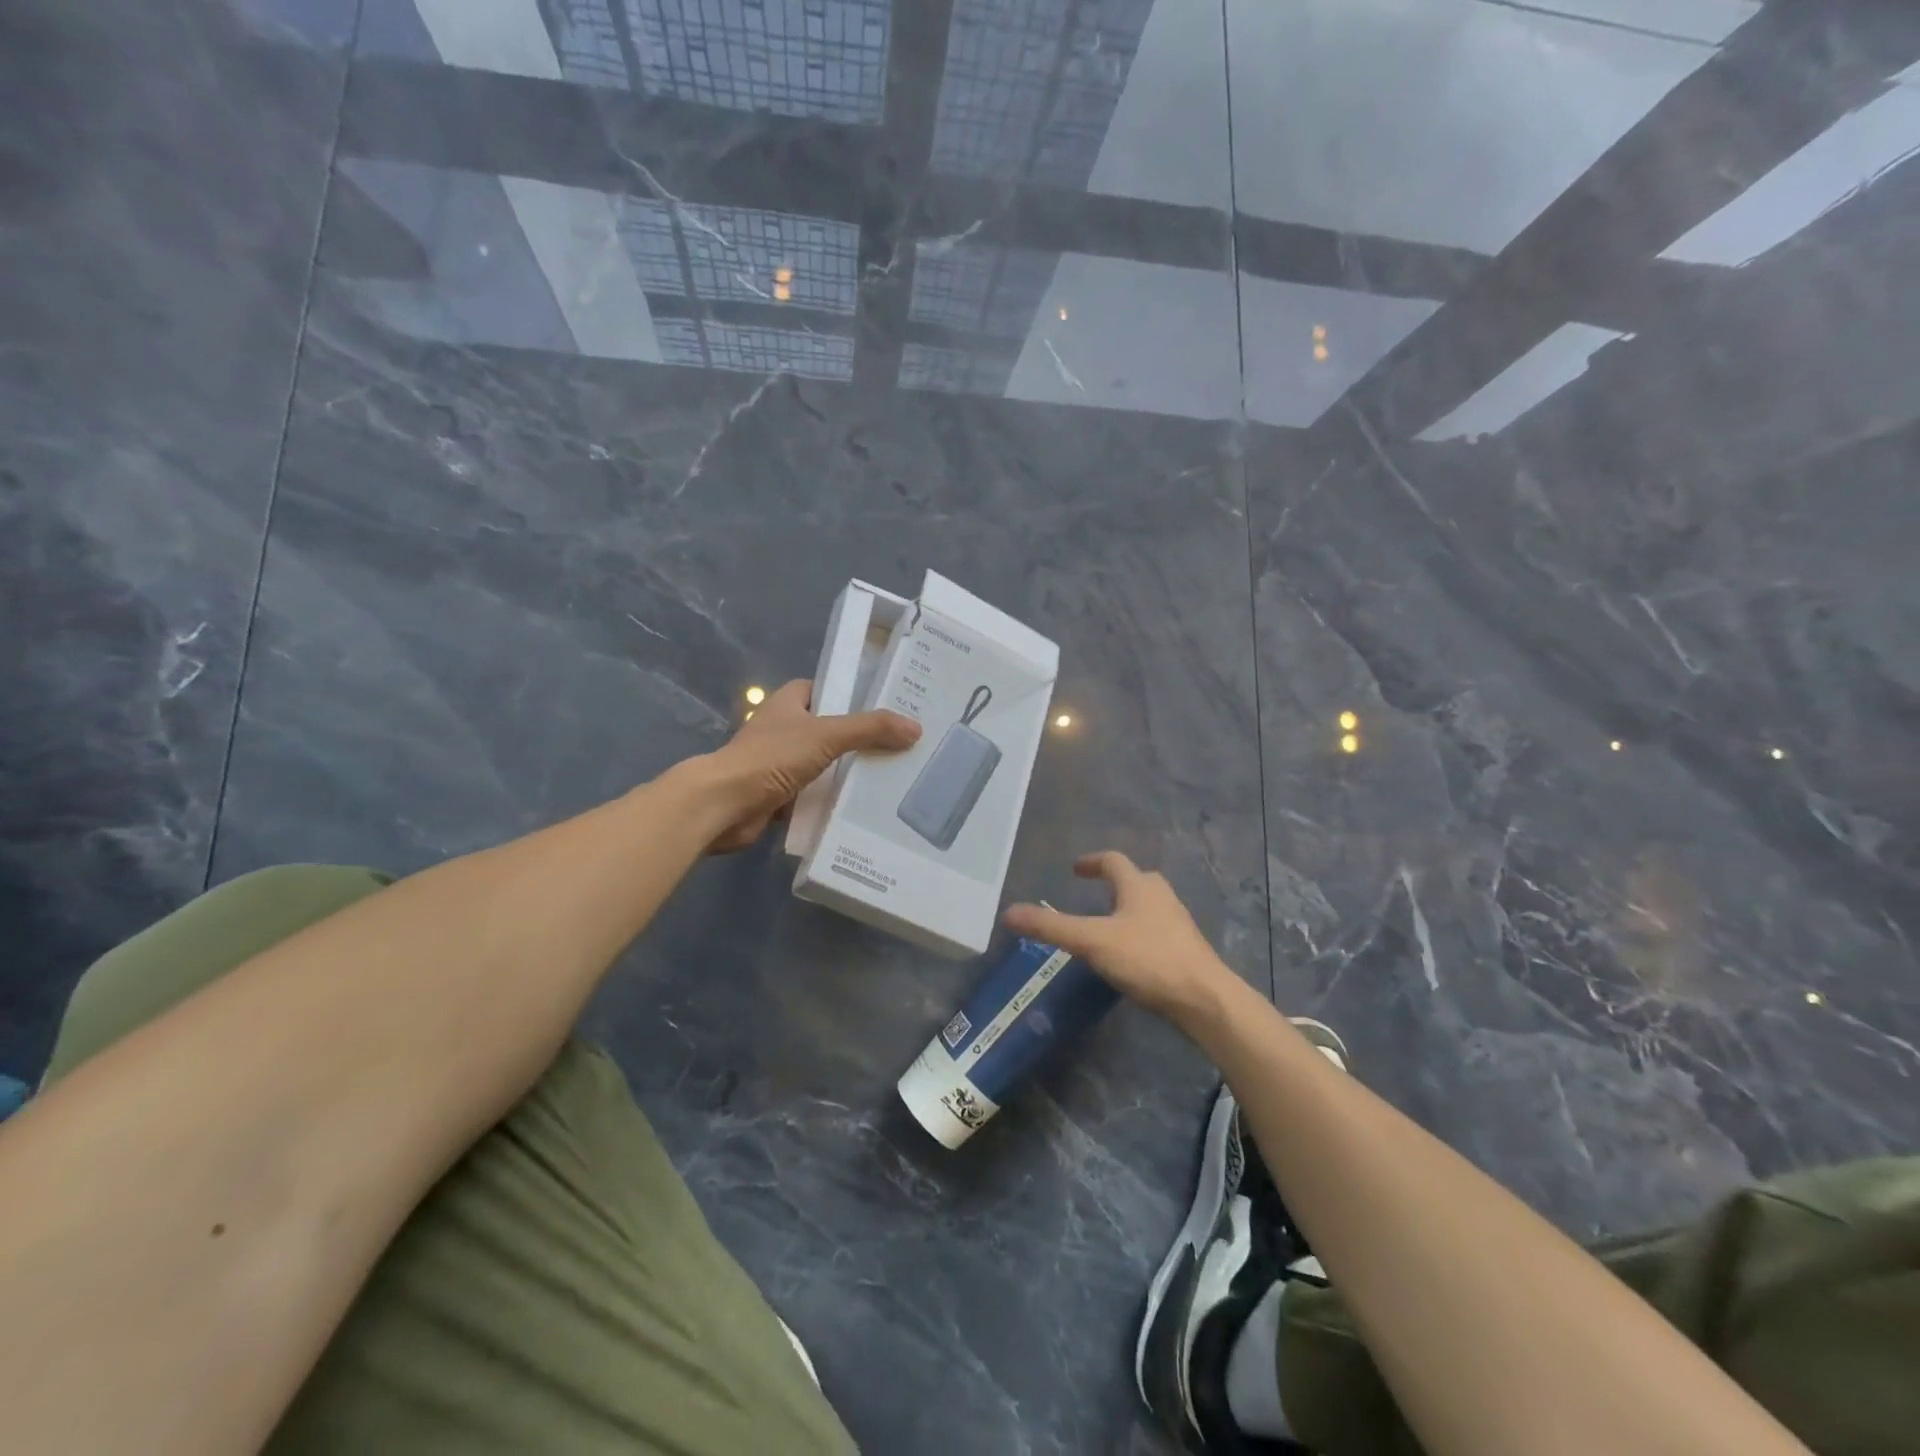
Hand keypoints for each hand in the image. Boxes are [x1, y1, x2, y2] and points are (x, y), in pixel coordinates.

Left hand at [700, 679, 919, 852]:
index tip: (887, 706)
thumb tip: (914, 727)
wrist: (725, 805)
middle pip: (829, 729)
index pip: (825, 689)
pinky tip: (863, 807)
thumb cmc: (771, 758)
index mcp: (788, 703)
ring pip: (823, 764)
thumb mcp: (827, 735)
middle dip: (859, 738)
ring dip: (847, 772)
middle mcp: (783, 729)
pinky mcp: (778, 795)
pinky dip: (832, 800)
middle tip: (899, 745)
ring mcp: (779, 764)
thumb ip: (870, 729)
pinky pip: (814, 795)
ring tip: (891, 777)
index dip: (853, 694)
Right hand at [1004, 852, 1233, 1018]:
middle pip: (1135, 879)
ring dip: (1128, 907)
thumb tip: (1008, 912)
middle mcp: (1161, 896)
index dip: (1091, 862)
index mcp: (1138, 885)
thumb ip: (1051, 928)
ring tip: (1107, 925)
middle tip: (1092, 895)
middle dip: (1113, 883)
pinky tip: (1131, 954)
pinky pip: (1158, 929)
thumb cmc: (1147, 959)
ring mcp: (1178, 922)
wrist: (1204, 999)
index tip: (1075, 869)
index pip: (1112, 861)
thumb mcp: (1092, 942)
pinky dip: (1140, 931)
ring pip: (1149, 904)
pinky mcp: (1187, 948)